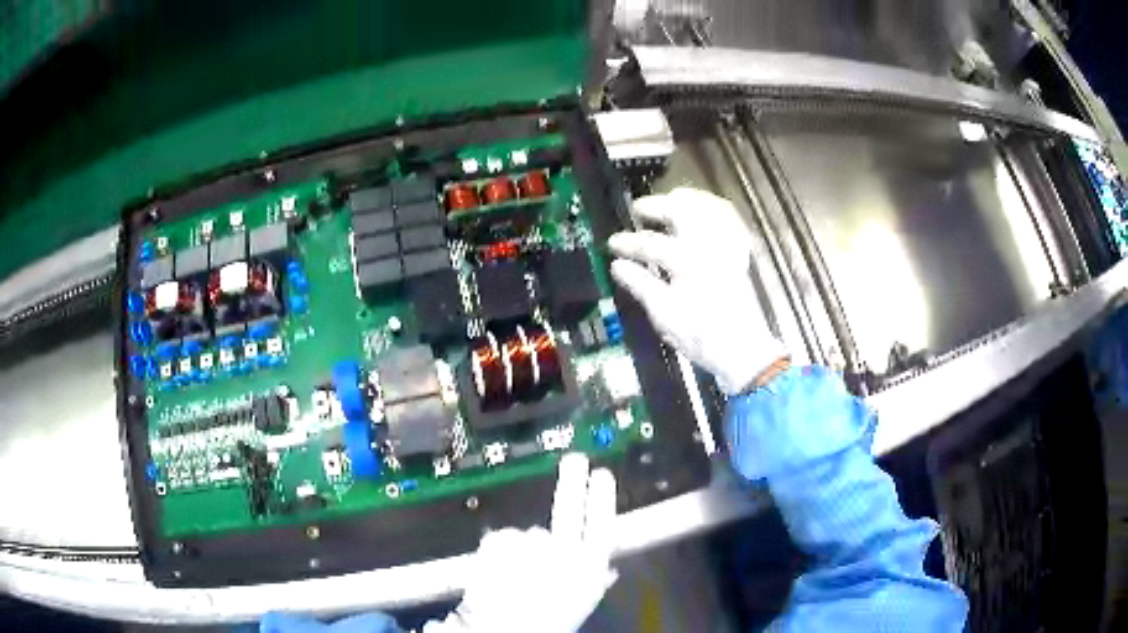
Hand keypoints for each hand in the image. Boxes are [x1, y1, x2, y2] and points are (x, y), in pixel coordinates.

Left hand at [424, 453, 617, 632]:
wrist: (502, 631)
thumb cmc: (545, 622)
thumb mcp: (579, 604)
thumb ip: (592, 581)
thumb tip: (607, 569)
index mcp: (587, 570)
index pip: (601, 526)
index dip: (603, 499)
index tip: (602, 474)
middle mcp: (562, 552)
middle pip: (570, 508)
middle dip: (574, 483)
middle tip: (576, 461)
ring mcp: (528, 544)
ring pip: (526, 536)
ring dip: (521, 549)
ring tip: (514, 578)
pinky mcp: (497, 541)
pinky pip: (500, 540)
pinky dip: (497, 552)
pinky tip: (495, 573)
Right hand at [608, 188, 786, 393]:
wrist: (743, 351)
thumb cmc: (701, 336)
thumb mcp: (664, 315)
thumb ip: (641, 285)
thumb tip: (617, 265)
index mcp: (688, 263)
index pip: (652, 244)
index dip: (629, 242)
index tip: (612, 243)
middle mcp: (710, 247)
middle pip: (683, 212)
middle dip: (658, 205)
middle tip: (639, 208)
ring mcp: (728, 247)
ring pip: (710, 209)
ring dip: (688, 200)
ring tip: (669, 200)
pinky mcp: (740, 254)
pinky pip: (731, 220)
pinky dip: (716, 209)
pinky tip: (704, 209)